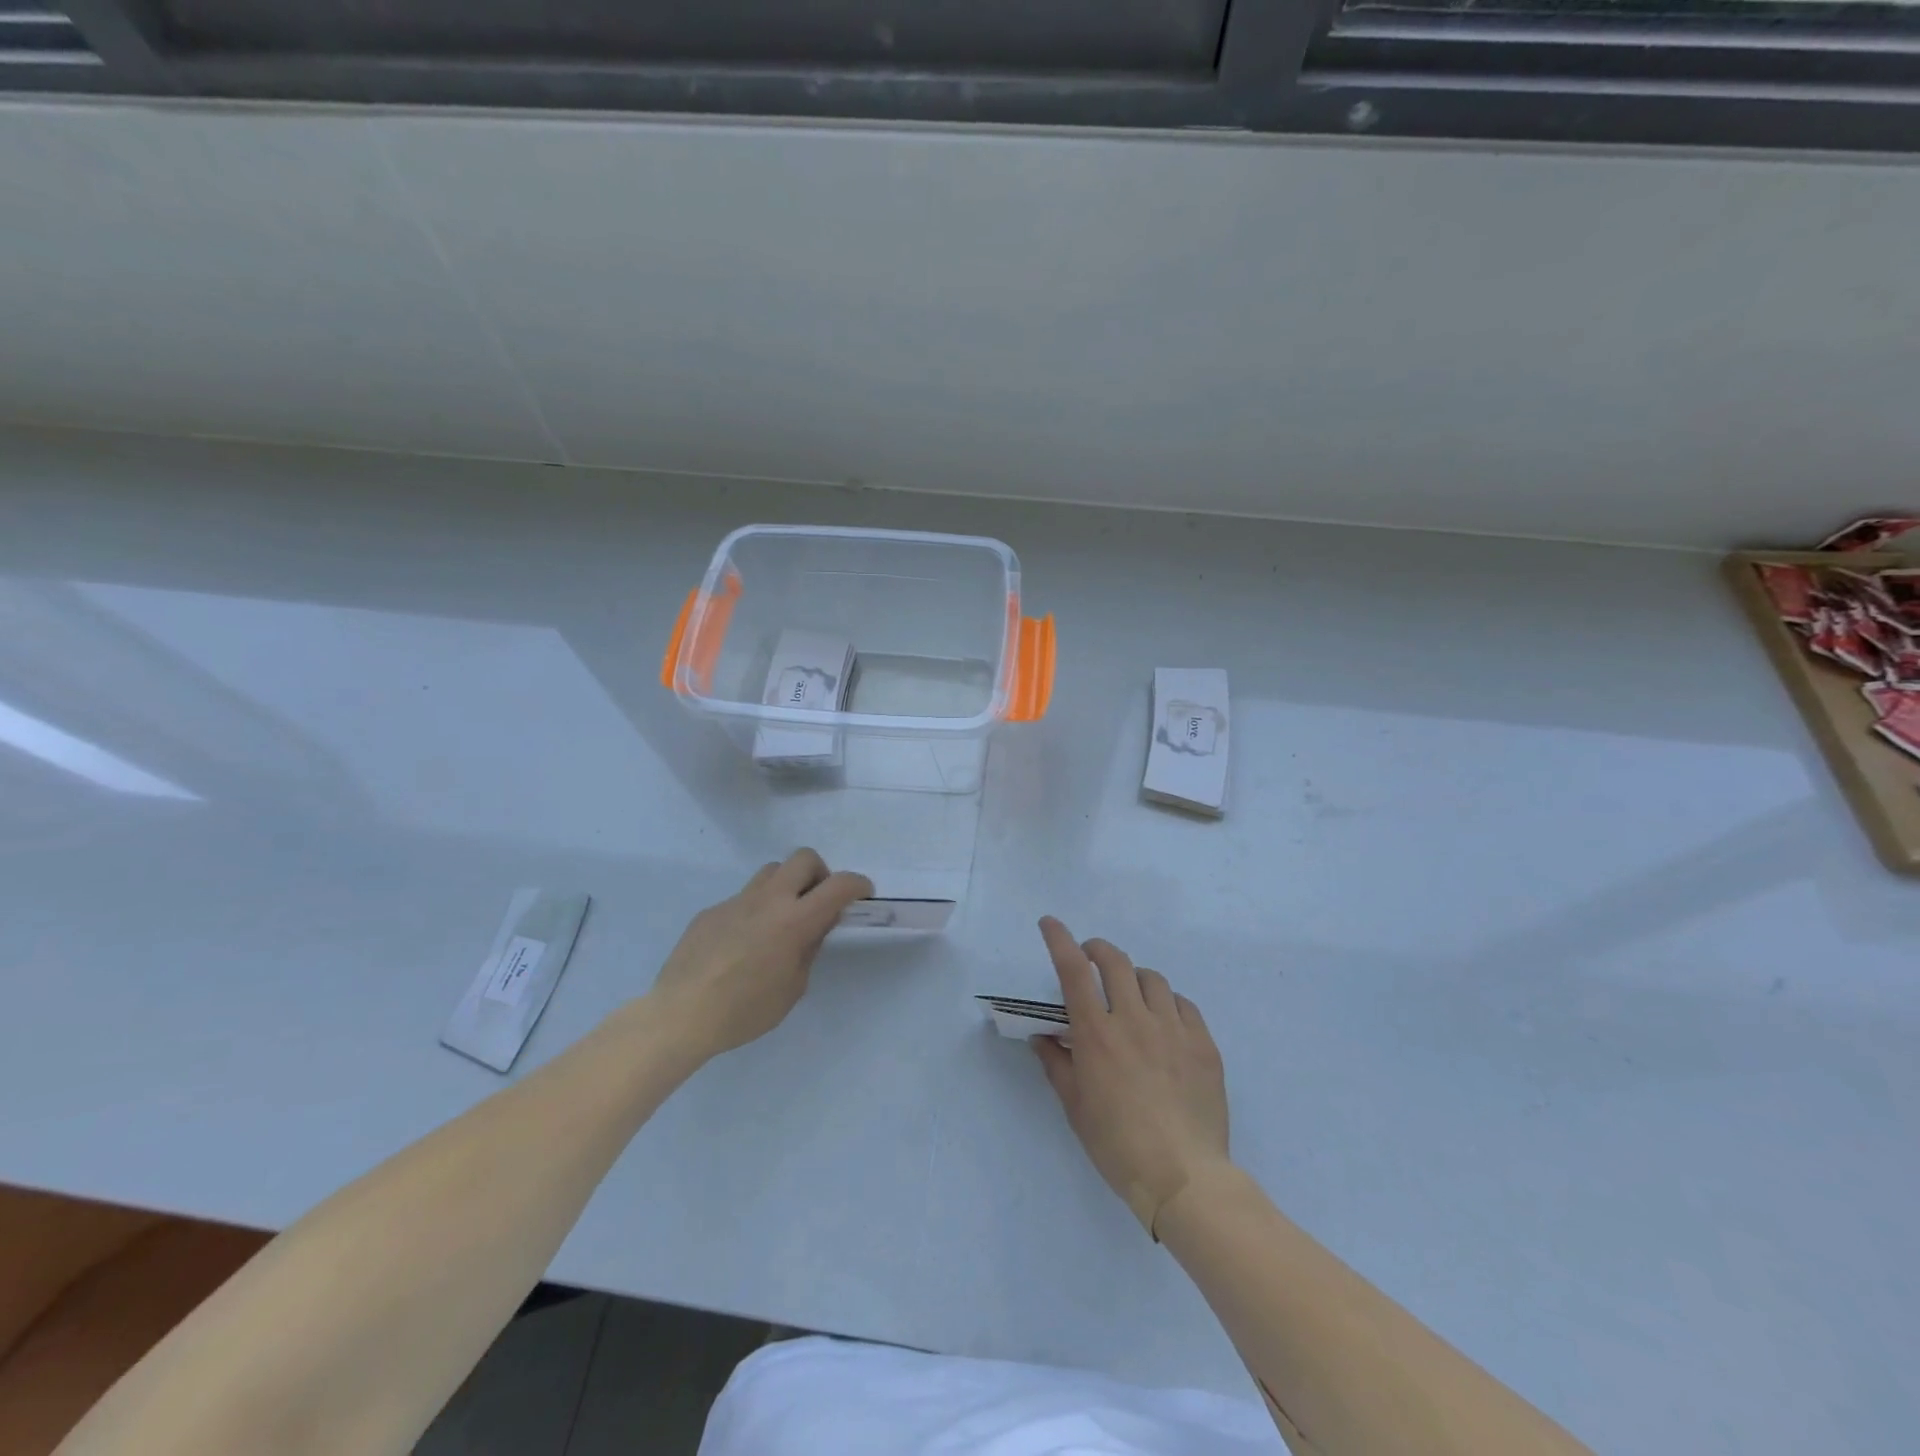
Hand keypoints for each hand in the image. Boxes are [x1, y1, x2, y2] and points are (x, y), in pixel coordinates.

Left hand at [650, 849, 872, 1060]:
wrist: (680, 1015)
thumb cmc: (745, 1010)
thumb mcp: (792, 988)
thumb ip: (808, 949)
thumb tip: (814, 926)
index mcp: (794, 921)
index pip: (838, 885)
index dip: (858, 884)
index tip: (863, 894)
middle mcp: (768, 900)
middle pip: (804, 858)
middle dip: (820, 873)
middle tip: (817, 903)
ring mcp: (736, 901)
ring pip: (771, 871)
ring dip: (786, 886)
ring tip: (781, 920)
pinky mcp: (711, 911)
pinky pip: (742, 899)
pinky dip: (754, 911)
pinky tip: (741, 946)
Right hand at [1032, 917, 1230, 1236]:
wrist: (1183, 1176)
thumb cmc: (1117, 1144)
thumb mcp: (1075, 1106)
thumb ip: (1056, 1063)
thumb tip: (1042, 1037)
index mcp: (1096, 1033)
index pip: (1073, 970)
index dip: (1059, 939)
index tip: (1050, 922)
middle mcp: (1133, 1018)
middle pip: (1115, 961)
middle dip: (1098, 949)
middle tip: (1091, 957)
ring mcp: (1173, 1028)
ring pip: (1152, 978)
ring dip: (1134, 977)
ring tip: (1131, 995)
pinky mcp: (1203, 1043)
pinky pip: (1183, 1004)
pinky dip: (1168, 1003)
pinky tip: (1165, 1022)